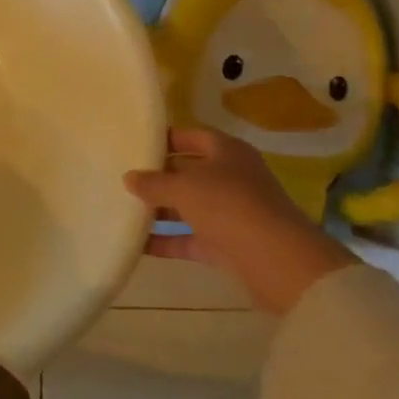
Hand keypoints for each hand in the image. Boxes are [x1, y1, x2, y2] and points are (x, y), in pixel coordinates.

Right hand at [123, 127, 356, 315]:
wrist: (277, 261)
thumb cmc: (228, 205)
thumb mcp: (182, 187)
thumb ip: (152, 182)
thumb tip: (129, 178)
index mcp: (227, 152)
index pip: (191, 137)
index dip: (165, 139)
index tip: (134, 144)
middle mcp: (231, 178)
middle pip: (188, 172)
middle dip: (157, 177)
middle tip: (122, 178)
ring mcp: (231, 213)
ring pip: (188, 207)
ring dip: (159, 210)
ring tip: (122, 209)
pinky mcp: (227, 244)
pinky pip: (189, 238)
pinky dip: (166, 240)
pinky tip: (136, 243)